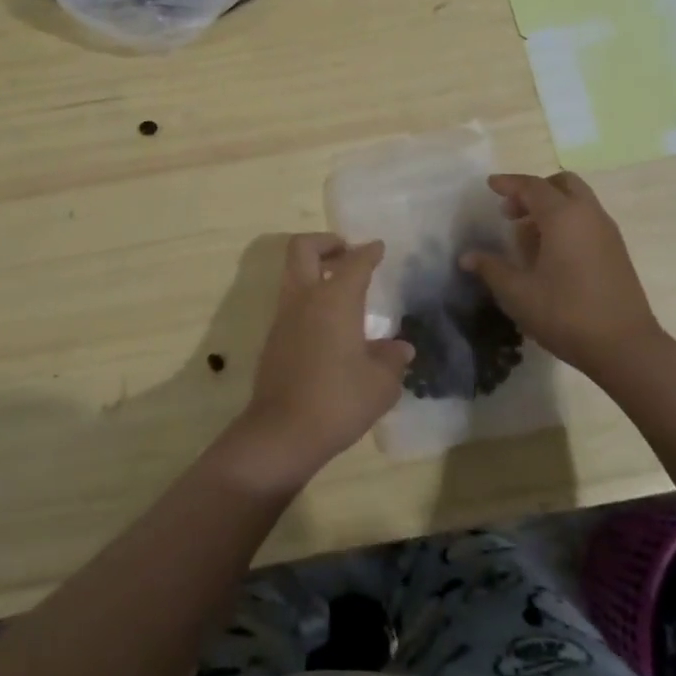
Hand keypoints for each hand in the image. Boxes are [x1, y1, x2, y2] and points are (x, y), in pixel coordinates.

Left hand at [220, 235, 413, 494]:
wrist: (282, 432)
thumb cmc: (338, 401)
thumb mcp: (380, 384)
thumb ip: (392, 360)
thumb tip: (400, 348)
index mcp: (335, 299)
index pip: (354, 262)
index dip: (368, 252)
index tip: (378, 248)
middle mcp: (305, 298)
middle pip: (304, 248)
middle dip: (326, 242)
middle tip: (346, 253)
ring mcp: (284, 316)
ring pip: (293, 272)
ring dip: (315, 270)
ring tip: (342, 290)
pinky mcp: (274, 338)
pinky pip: (292, 301)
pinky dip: (309, 298)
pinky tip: (330, 325)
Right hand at [459, 172, 661, 377]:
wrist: (626, 347)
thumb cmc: (566, 313)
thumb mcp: (518, 293)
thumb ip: (491, 269)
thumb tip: (467, 257)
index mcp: (563, 216)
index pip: (532, 186)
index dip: (509, 183)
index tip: (490, 185)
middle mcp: (588, 215)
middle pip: (562, 184)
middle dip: (534, 191)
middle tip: (512, 212)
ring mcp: (607, 232)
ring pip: (578, 201)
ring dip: (551, 207)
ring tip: (527, 236)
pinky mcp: (617, 251)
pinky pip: (588, 220)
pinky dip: (567, 222)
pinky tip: (551, 254)